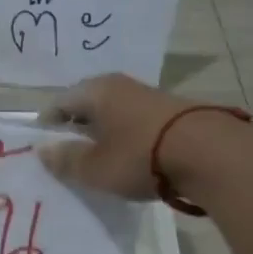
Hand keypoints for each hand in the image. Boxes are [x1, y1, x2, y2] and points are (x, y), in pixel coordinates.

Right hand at [37, 74, 248, 200]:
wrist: (209, 153)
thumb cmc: (140, 157)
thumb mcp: (95, 167)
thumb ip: (66, 160)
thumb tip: (43, 150)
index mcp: (95, 91)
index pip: (60, 102)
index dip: (47, 124)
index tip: (42, 145)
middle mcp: (120, 86)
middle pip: (87, 104)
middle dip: (75, 126)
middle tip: (67, 153)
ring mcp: (148, 96)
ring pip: (113, 112)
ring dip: (103, 132)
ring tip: (97, 158)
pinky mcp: (171, 112)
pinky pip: (134, 122)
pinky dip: (125, 136)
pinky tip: (128, 156)